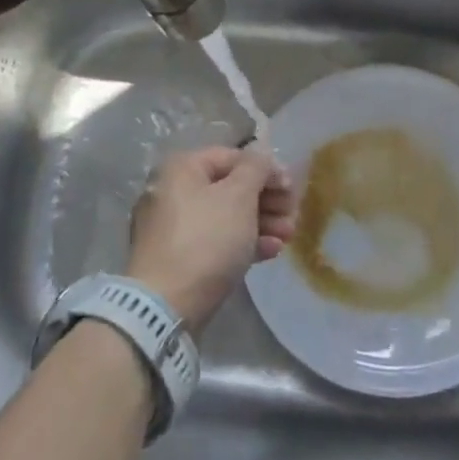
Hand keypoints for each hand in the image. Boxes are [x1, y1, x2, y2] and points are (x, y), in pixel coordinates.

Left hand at [125, 147, 296, 332]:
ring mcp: (173, 227)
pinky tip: (271, 252)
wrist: (165, 306)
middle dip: (266, 200)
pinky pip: (215, 241)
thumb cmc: (206, 239)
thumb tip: (261, 153)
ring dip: (261, 222)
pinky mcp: (178, 258)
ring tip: (288, 236)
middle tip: (293, 215)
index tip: (291, 188)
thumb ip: (256, 168)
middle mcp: (172, 191)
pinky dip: (243, 242)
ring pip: (225, 216)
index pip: (233, 157)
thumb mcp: (239, 196)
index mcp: (182, 168)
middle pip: (229, 187)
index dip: (266, 169)